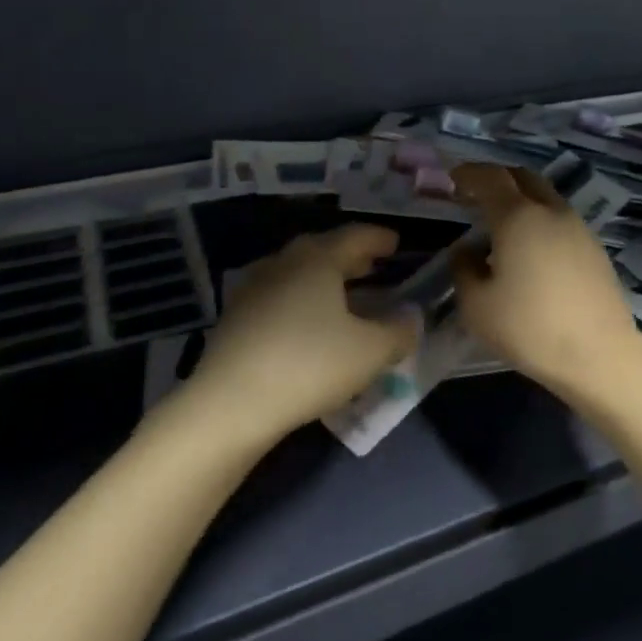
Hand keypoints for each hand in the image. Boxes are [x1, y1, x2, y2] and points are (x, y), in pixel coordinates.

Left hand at [189, 225, 418, 441]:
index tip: (396, 244)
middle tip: (373, 266)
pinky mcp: (235, 317)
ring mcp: (254, 288)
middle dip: (351, 257)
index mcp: (318, 258)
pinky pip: (279, 296)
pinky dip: (302, 300)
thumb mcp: (370, 352)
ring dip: (324, 280)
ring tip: (344, 295)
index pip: (356, 236)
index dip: (379, 239)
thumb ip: (398, 332)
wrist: (230, 404)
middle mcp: (284, 262)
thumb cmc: (309, 365)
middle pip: (324, 250)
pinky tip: (309, 324)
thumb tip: (411, 319)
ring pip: (298, 273)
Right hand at [450, 164, 641, 395]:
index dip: (469, 173)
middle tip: (476, 194)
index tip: (453, 178)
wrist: (599, 355)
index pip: (490, 177)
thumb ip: (464, 270)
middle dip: (497, 178)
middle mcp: (550, 211)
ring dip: (521, 199)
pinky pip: (560, 219)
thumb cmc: (530, 328)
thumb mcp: (477, 306)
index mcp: (518, 217)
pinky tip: (530, 249)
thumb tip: (467, 251)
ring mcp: (578, 227)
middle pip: (522, 177)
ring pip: (545, 197)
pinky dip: (540, 219)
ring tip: (502, 224)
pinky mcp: (594, 248)